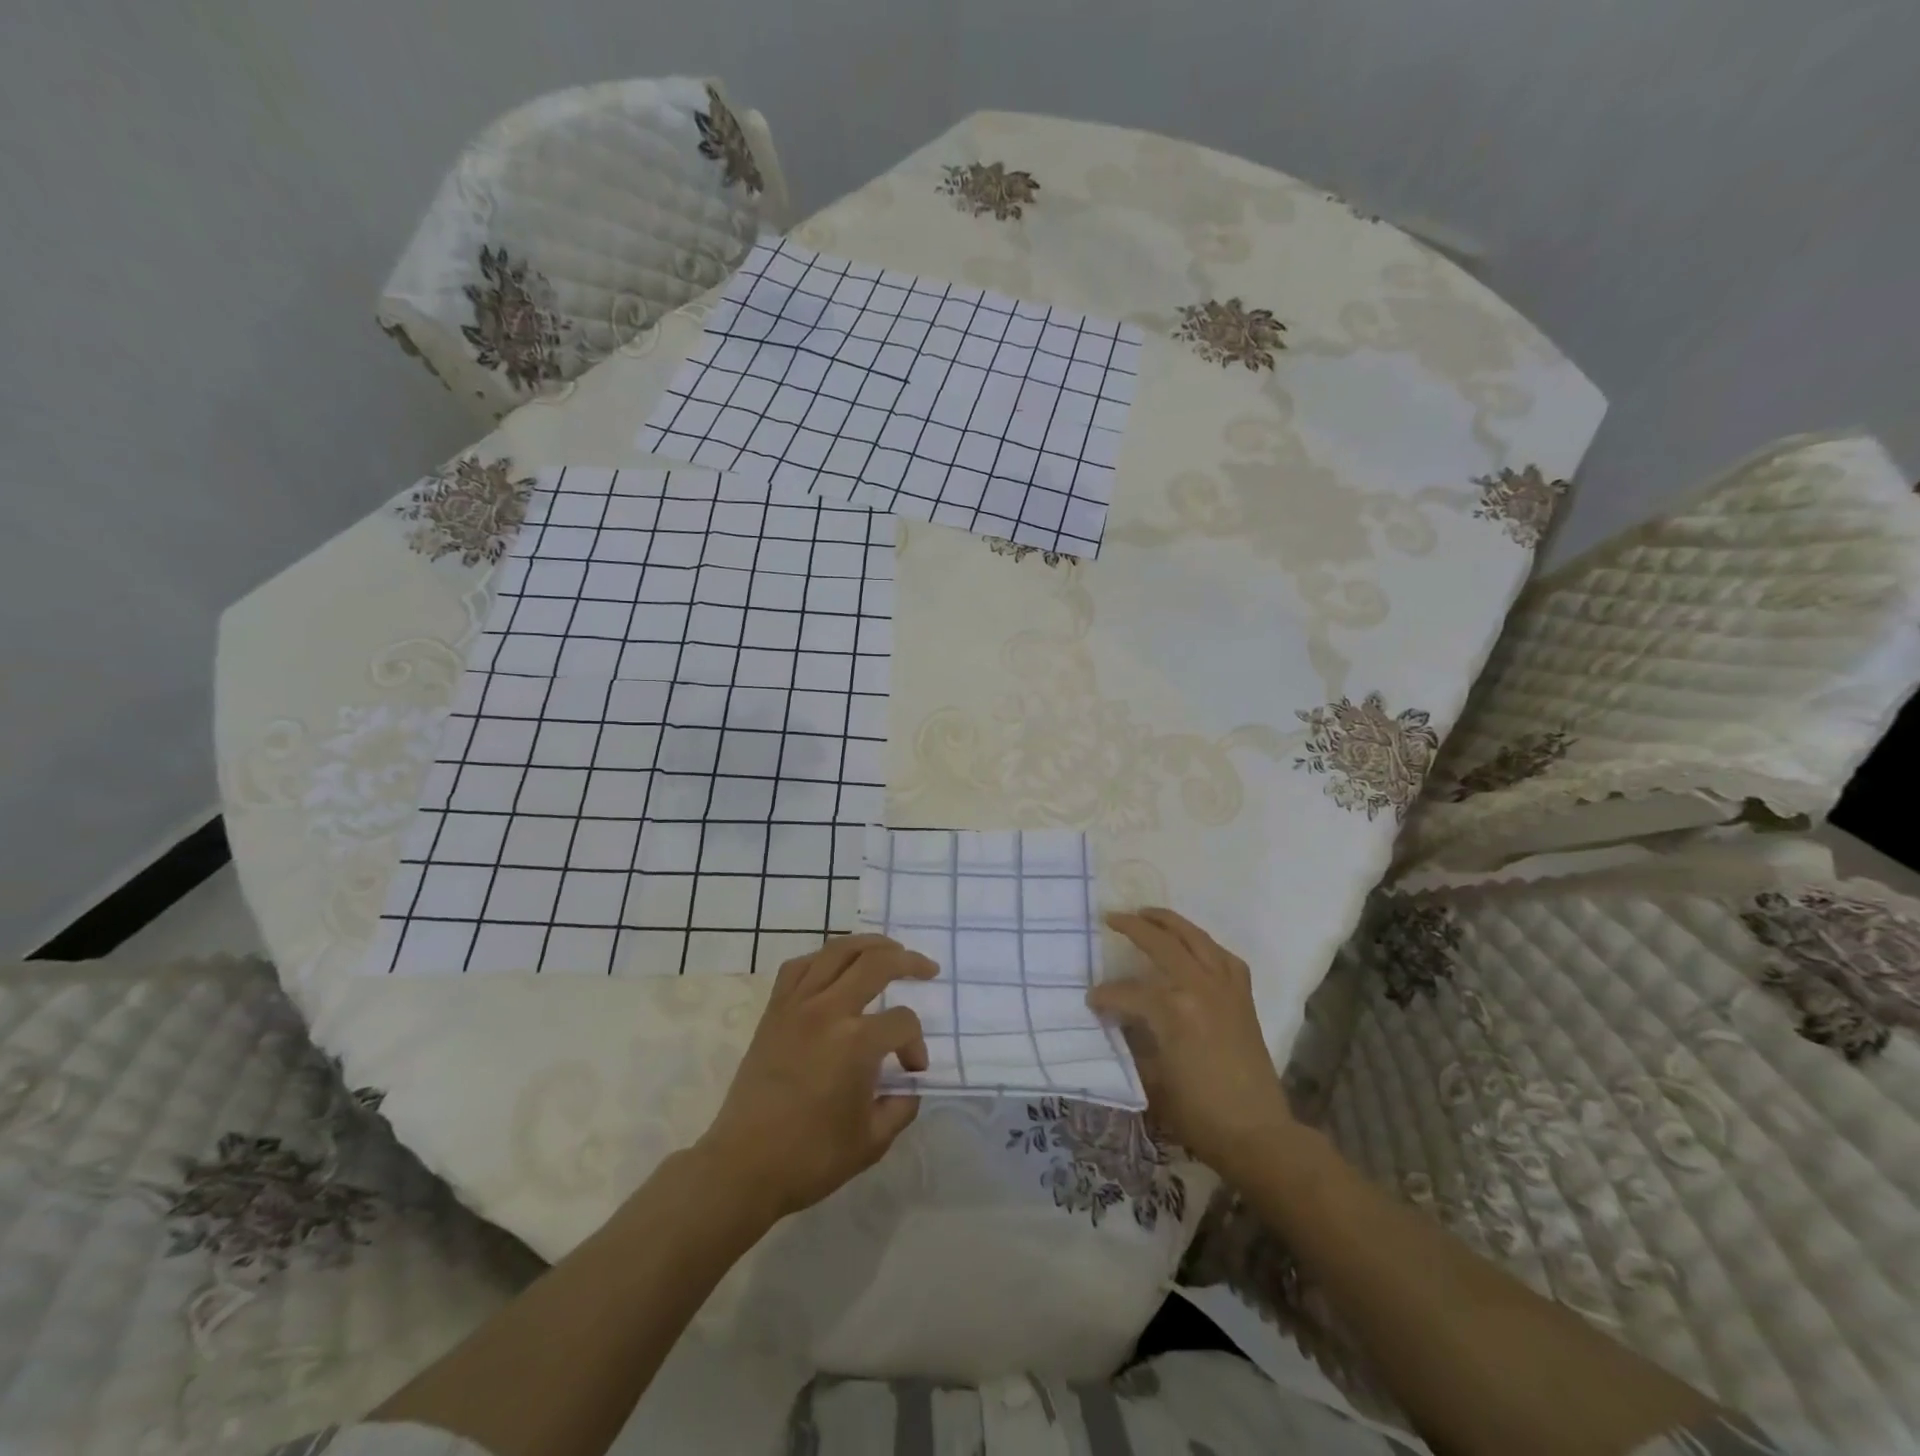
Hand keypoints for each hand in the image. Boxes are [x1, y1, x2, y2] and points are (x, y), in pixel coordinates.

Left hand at [697, 935, 935, 1220]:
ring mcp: (796, 1005)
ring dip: (869, 945)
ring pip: (837, 951)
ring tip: (889, 950)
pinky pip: (800, 966)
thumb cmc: (810, 1158)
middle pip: (876, 963)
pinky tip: (837, 965)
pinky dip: (823, 957)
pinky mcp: (774, 1010)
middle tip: (928, 969)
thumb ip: (901, 1106)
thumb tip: (910, 1084)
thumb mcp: (872, 1141)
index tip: (913, 1070)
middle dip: (909, 962)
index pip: (903, 1022)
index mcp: (856, 1043)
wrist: (743, 1167)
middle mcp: (828, 1011)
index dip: (916, 1044)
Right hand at [1087, 908, 1298, 1182]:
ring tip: (1149, 914)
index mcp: (1174, 1009)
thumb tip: (1120, 1020)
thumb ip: (1133, 1041)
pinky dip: (1205, 944)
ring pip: (1197, 938)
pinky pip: (1223, 957)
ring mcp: (1226, 988)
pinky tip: (1194, 946)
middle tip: (1111, 917)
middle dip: (1134, 928)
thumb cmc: (1199, 1113)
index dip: (1106, 995)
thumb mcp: (1152, 1079)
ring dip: (1171, 922)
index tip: (1092, 1001)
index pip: (1128, 991)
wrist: (1258, 1134)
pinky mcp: (1243, 997)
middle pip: (1163, 943)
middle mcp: (1201, 987)